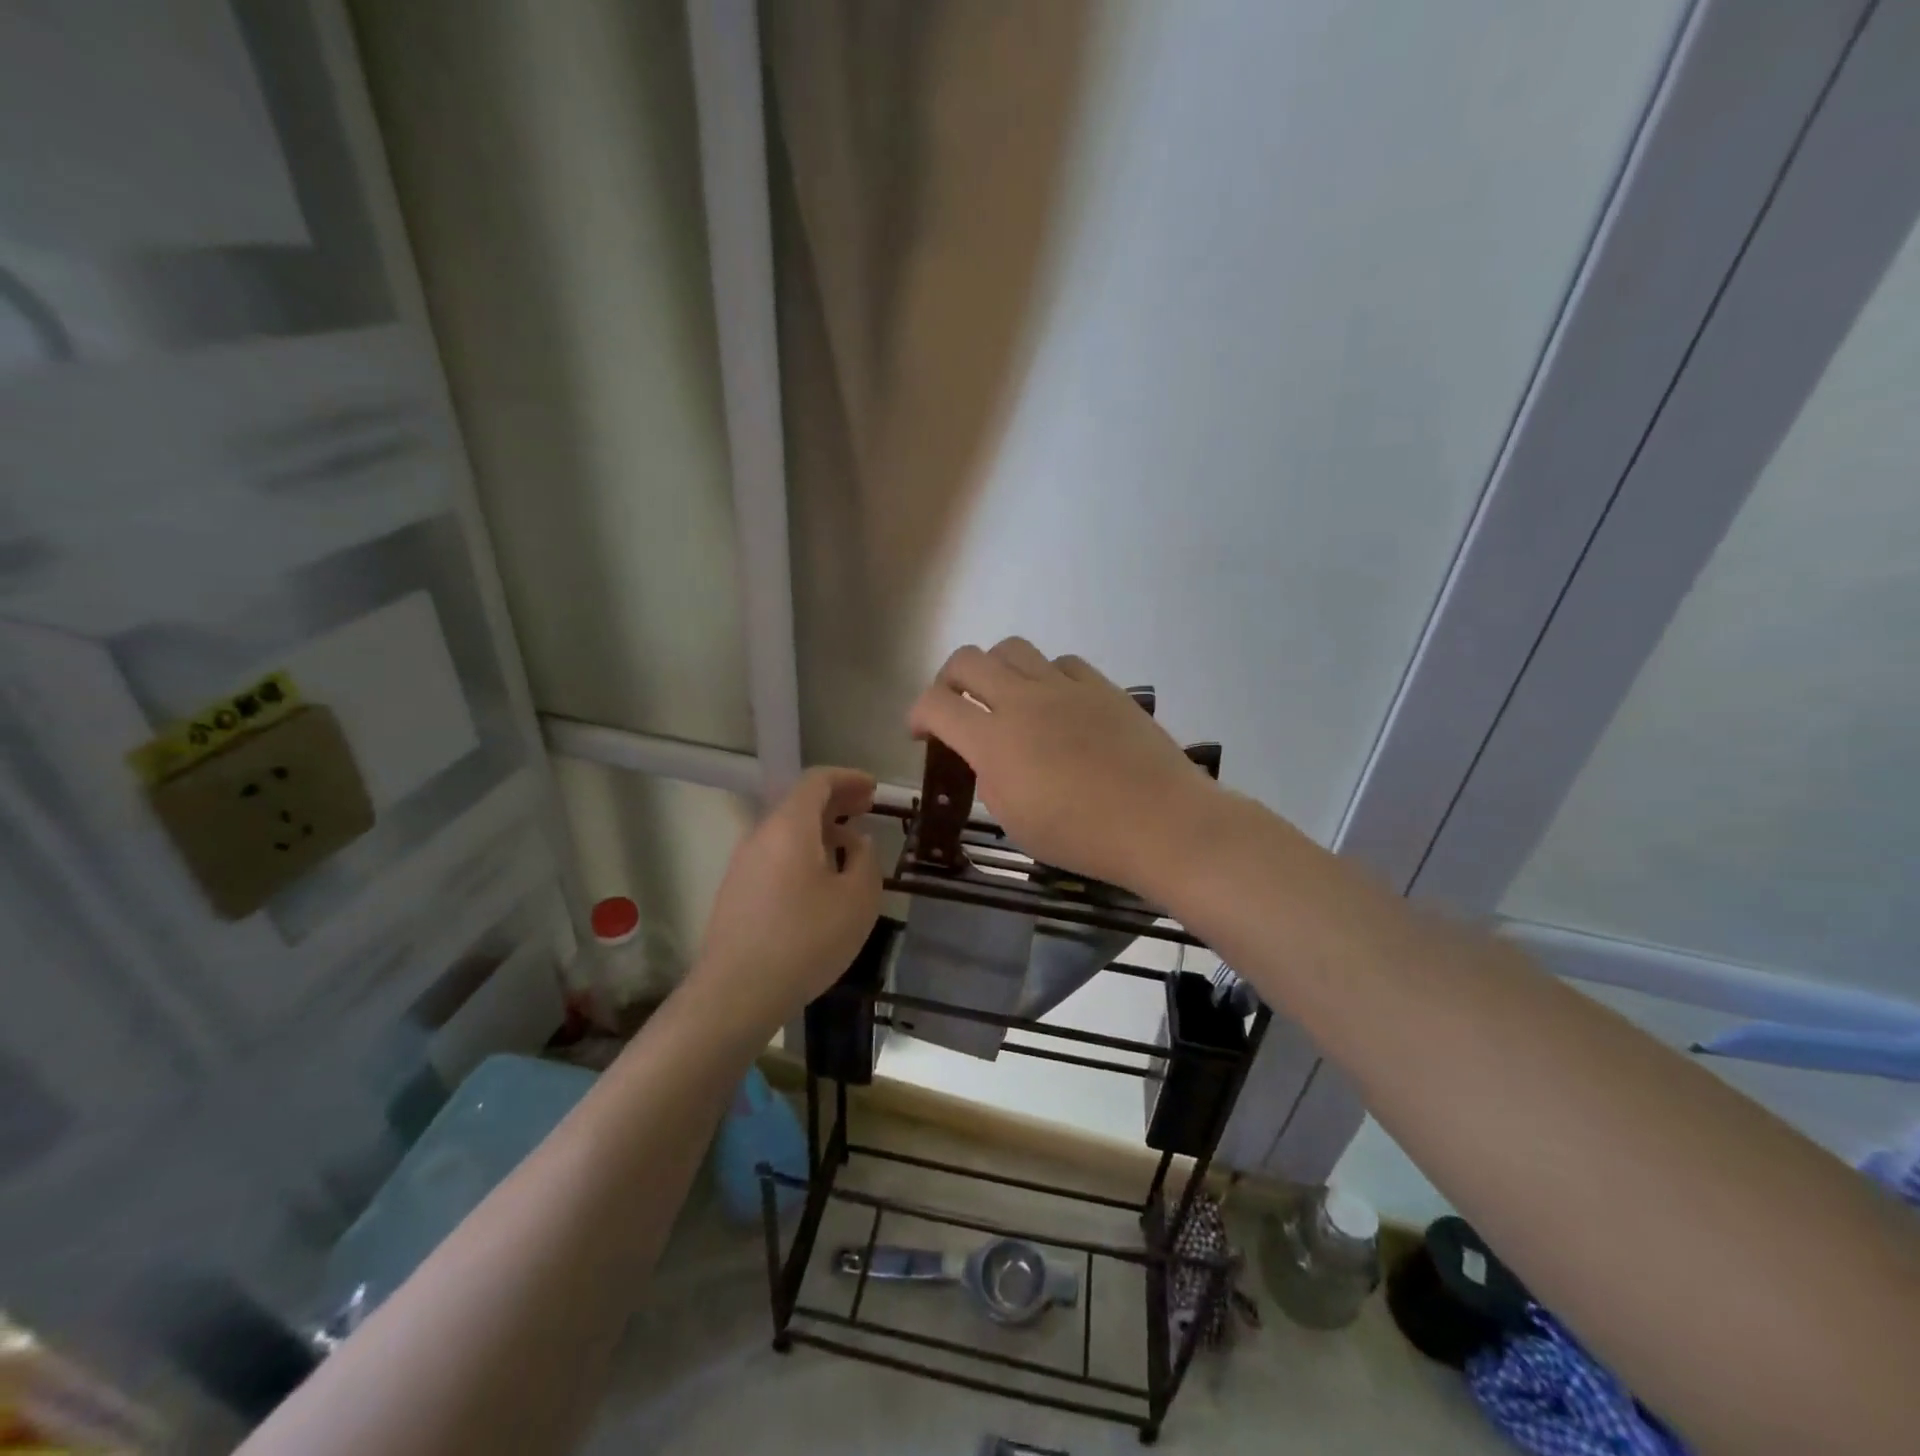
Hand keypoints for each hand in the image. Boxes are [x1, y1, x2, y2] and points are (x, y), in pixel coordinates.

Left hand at [691, 767, 882, 1033]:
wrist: (737, 993)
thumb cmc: (806, 940)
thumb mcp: (857, 899)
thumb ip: (865, 859)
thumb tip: (854, 842)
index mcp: (790, 826)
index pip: (817, 781)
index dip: (848, 778)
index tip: (873, 788)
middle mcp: (761, 835)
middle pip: (799, 803)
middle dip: (836, 801)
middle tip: (866, 808)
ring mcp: (743, 864)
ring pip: (786, 831)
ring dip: (820, 829)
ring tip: (849, 845)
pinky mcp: (737, 891)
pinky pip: (775, 855)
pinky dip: (803, 851)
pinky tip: (821, 879)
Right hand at [907, 638, 1217, 892]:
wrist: (1160, 822)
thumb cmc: (1082, 837)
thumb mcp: (1015, 820)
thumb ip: (989, 778)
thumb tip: (988, 755)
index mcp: (994, 741)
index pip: (935, 704)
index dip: (917, 713)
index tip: (921, 731)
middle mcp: (1023, 701)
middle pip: (967, 660)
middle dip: (948, 680)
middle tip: (955, 706)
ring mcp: (1065, 688)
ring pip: (1012, 648)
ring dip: (996, 669)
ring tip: (1006, 698)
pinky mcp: (1101, 686)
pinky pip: (1061, 663)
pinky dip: (1045, 676)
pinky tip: (1055, 703)